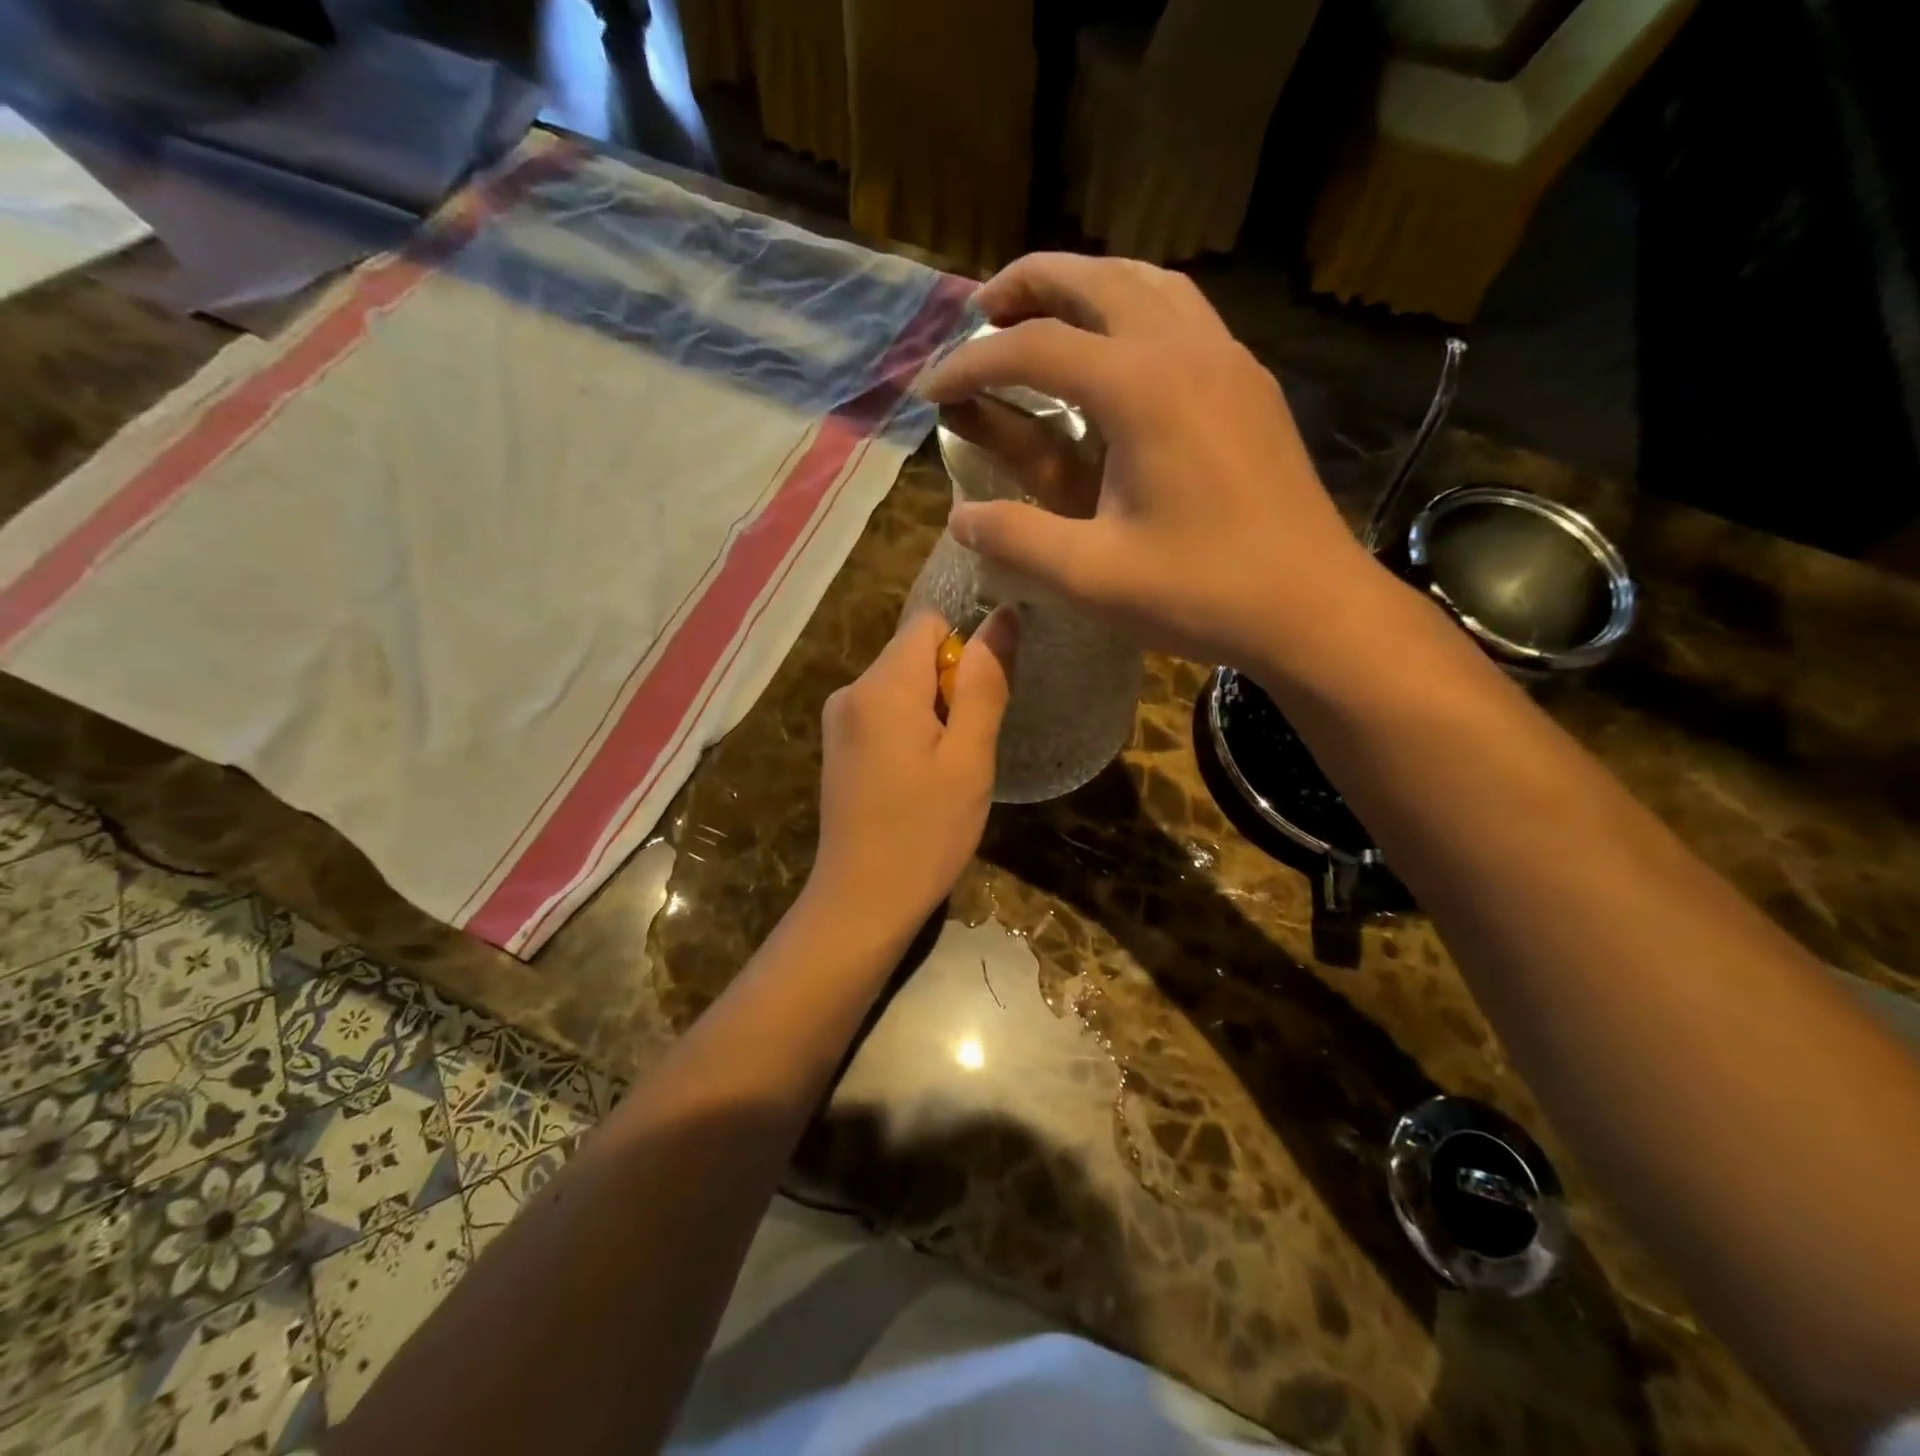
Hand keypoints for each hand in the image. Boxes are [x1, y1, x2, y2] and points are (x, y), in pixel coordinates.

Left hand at [808, 608, 1018, 935]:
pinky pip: (884, 715)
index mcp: (882, 685)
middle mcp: (851, 691)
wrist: (862, 902)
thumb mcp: (969, 757)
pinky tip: (921, 780)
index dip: (965, 649)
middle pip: (914, 654)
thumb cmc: (925, 831)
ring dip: (934, 714)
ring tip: (947, 770)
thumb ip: (984, 683)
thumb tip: (1004, 615)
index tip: (980, 701)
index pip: (930, 622)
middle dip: (950, 687)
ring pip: (902, 687)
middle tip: (968, 747)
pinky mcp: (839, 748)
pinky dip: (911, 733)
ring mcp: (839, 721)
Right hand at [919, 254, 1390, 676]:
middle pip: (1095, 279)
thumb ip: (1016, 539)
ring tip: (1044, 314)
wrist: (1312, 607)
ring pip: (1147, 283)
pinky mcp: (1250, 383)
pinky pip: (1184, 313)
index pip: (1033, 348)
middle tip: (980, 311)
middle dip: (1027, 286)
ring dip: (1086, 286)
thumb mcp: (1092, 577)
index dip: (970, 363)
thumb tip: (960, 518)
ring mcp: (1228, 358)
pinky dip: (1135, 308)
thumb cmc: (1202, 593)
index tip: (929, 388)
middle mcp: (1185, 349)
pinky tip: (1119, 349)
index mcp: (1141, 388)